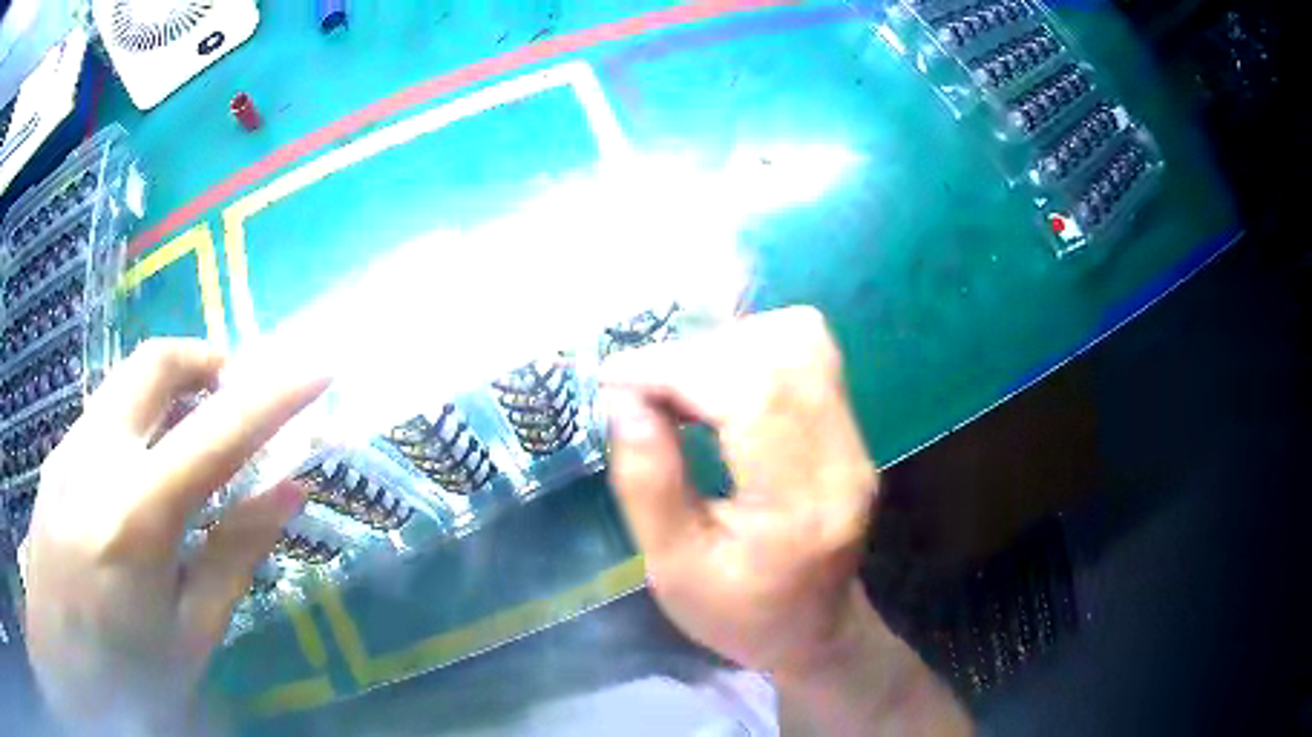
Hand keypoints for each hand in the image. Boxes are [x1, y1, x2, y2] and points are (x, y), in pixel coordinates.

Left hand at [22, 339, 327, 731]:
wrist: (62, 657)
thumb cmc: (125, 672)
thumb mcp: (190, 637)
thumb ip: (234, 557)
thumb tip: (287, 492)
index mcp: (137, 517)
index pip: (218, 434)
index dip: (274, 397)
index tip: (319, 369)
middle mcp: (97, 459)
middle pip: (155, 363)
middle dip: (206, 360)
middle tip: (236, 394)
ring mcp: (70, 449)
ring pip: (127, 382)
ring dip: (171, 390)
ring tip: (193, 437)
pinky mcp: (58, 455)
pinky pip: (106, 413)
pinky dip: (140, 419)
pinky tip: (144, 475)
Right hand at [603, 307, 969, 734]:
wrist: (813, 631)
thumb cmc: (737, 614)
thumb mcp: (672, 568)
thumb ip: (648, 483)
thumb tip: (624, 398)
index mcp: (798, 509)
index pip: (753, 396)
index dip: (678, 367)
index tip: (616, 377)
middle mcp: (842, 461)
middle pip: (782, 355)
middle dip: (697, 353)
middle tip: (644, 387)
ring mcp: (855, 441)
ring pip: (801, 341)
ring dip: (728, 345)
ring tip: (681, 386)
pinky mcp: (851, 431)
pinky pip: (808, 356)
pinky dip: (753, 350)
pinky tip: (718, 384)